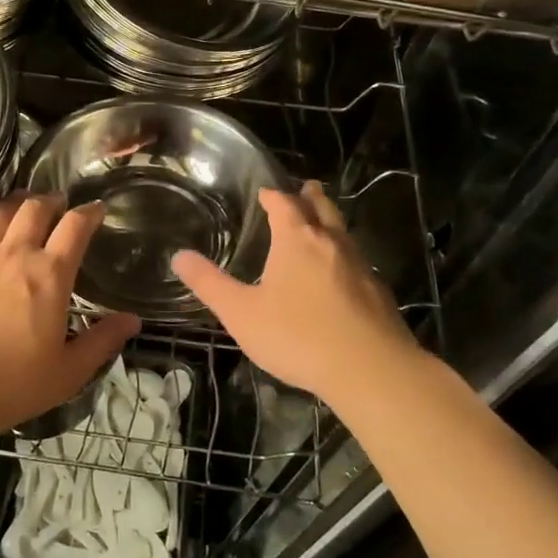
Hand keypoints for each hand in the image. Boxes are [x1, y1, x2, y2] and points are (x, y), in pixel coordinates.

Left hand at [0, 193, 141, 439]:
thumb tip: (133, 320)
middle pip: (35, 207)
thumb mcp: (66, 372)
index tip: (96, 209)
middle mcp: (14, 253)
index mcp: (49, 275)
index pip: (75, 226)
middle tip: (59, 204)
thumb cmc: (8, 384)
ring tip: (23, 206)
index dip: (89, 212)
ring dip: (17, 204)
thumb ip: (101, 341)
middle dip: (52, 200)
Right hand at [172, 181, 425, 408]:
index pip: (284, 204)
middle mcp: (331, 243)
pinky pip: (357, 261)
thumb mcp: (241, 313)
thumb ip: (209, 284)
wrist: (370, 370)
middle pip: (322, 208)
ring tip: (321, 224)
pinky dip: (345, 256)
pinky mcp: (379, 293)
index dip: (273, 195)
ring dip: (330, 223)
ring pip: (343, 233)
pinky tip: (340, 275)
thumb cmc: (297, 336)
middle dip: (310, 197)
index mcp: (297, 240)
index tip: (264, 192)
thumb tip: (179, 256)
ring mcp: (360, 266)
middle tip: (305, 188)